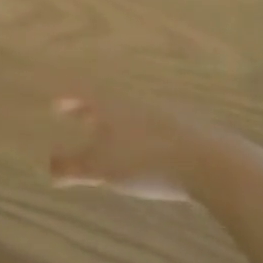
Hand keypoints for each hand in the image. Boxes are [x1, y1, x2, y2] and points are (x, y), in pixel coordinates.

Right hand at [47, 93, 213, 202]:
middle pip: (107, 103)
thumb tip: (49, 168)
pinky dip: (140, 137)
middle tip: (77, 118)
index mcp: (112, 105)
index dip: (67, 99)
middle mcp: (135, 103)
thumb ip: (73, 167)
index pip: (83, 95)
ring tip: (109, 140)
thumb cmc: (146, 160)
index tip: (54, 104)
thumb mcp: (102, 167)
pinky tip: (145, 154)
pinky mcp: (187, 132)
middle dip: (90, 111)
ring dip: (116, 125)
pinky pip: (153, 129)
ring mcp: (164, 115)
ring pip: (131, 115)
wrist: (213, 163)